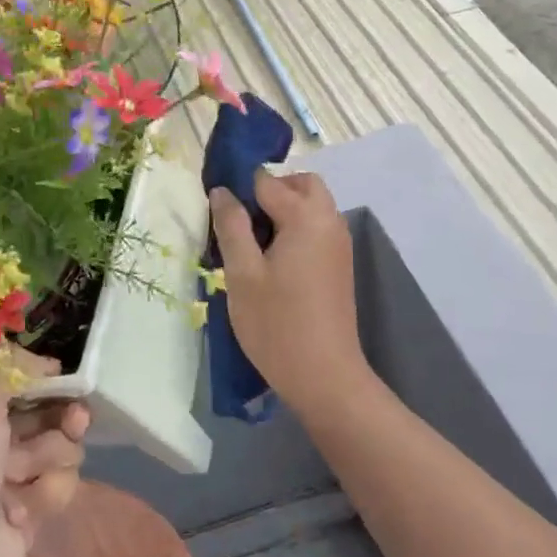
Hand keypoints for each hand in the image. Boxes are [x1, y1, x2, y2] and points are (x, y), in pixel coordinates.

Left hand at [0, 350, 89, 556]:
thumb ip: (8, 371)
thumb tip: (41, 358)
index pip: (13, 380)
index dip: (42, 376)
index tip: (66, 375)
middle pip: (43, 412)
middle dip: (63, 413)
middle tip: (77, 417)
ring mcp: (6, 480)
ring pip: (57, 448)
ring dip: (55, 455)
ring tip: (32, 473)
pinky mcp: (26, 517)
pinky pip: (57, 488)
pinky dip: (49, 493)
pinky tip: (28, 511)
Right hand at [209, 170, 367, 409]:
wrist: (324, 376)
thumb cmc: (276, 324)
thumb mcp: (242, 273)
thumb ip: (231, 226)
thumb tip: (222, 191)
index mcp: (306, 217)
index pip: (266, 181)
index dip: (238, 189)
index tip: (217, 213)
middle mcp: (329, 221)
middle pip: (300, 184)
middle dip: (269, 191)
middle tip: (239, 222)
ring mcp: (339, 244)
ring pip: (311, 206)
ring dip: (282, 211)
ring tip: (251, 245)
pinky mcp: (339, 264)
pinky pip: (316, 228)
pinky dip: (295, 230)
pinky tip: (272, 262)